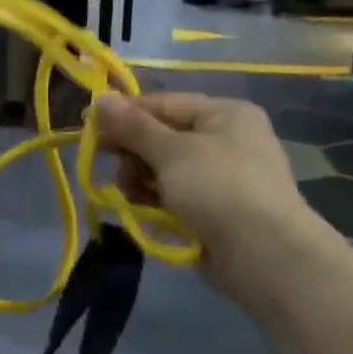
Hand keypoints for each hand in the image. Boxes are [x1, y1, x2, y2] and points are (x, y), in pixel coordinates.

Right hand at [94, 90, 325, 294]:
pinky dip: (158, 202)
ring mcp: (222, 178)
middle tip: (115, 168)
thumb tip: (99, 98)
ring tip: (132, 195)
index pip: (164, 104)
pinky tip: (146, 213)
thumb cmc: (218, 188)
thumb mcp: (171, 152)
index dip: (126, 114)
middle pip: (163, 137)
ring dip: (142, 181)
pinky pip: (176, 197)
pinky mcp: (215, 210)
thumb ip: (133, 127)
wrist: (264, 255)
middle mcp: (226, 140)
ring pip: (165, 170)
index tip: (89, 127)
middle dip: (135, 154)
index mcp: (225, 114)